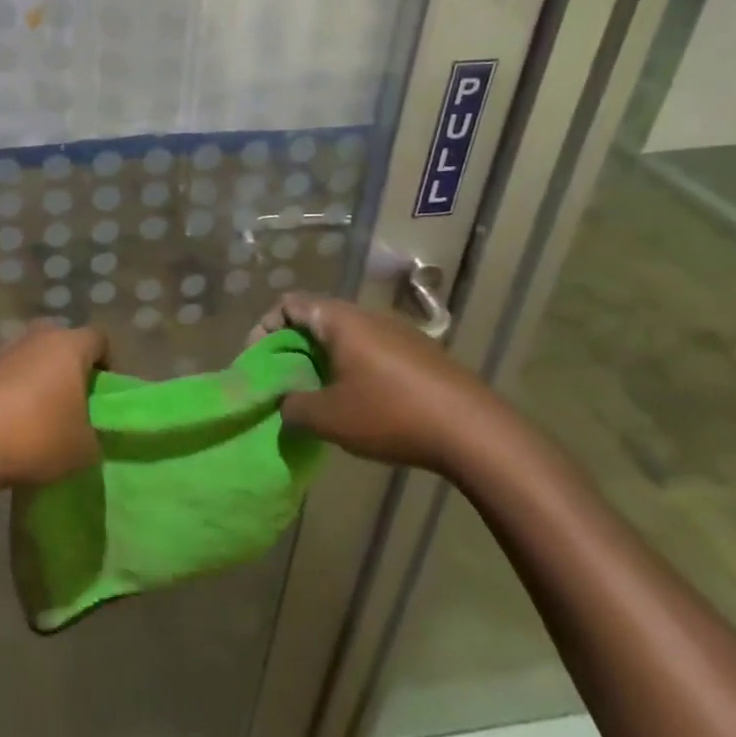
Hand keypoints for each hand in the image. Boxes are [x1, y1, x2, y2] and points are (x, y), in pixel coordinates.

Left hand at [0, 322, 106, 489]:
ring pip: (33, 359)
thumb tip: (88, 434)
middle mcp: (36, 337)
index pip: (99, 339)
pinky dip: (14, 393)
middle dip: (71, 369)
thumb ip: (95, 437)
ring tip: (41, 419)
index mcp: (69, 345)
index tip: (104, 396)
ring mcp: (4, 351)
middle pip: (63, 343)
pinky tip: (13, 426)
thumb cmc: (36, 436)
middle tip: (75, 403)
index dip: (108, 364)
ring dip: (40, 381)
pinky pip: (8, 375)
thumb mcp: (83, 450)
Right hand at [249, 292, 498, 472]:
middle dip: (292, 348)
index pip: (289, 303)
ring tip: (317, 395)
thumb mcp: (329, 417)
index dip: (264, 328)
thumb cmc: (391, 414)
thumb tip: (283, 403)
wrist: (477, 433)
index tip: (258, 361)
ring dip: (323, 360)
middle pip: (315, 319)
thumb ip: (293, 406)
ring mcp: (398, 333)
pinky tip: (357, 403)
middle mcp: (367, 316)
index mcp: (340, 320)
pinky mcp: (420, 354)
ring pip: (345, 336)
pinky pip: (370, 350)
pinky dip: (351, 368)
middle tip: (283, 381)